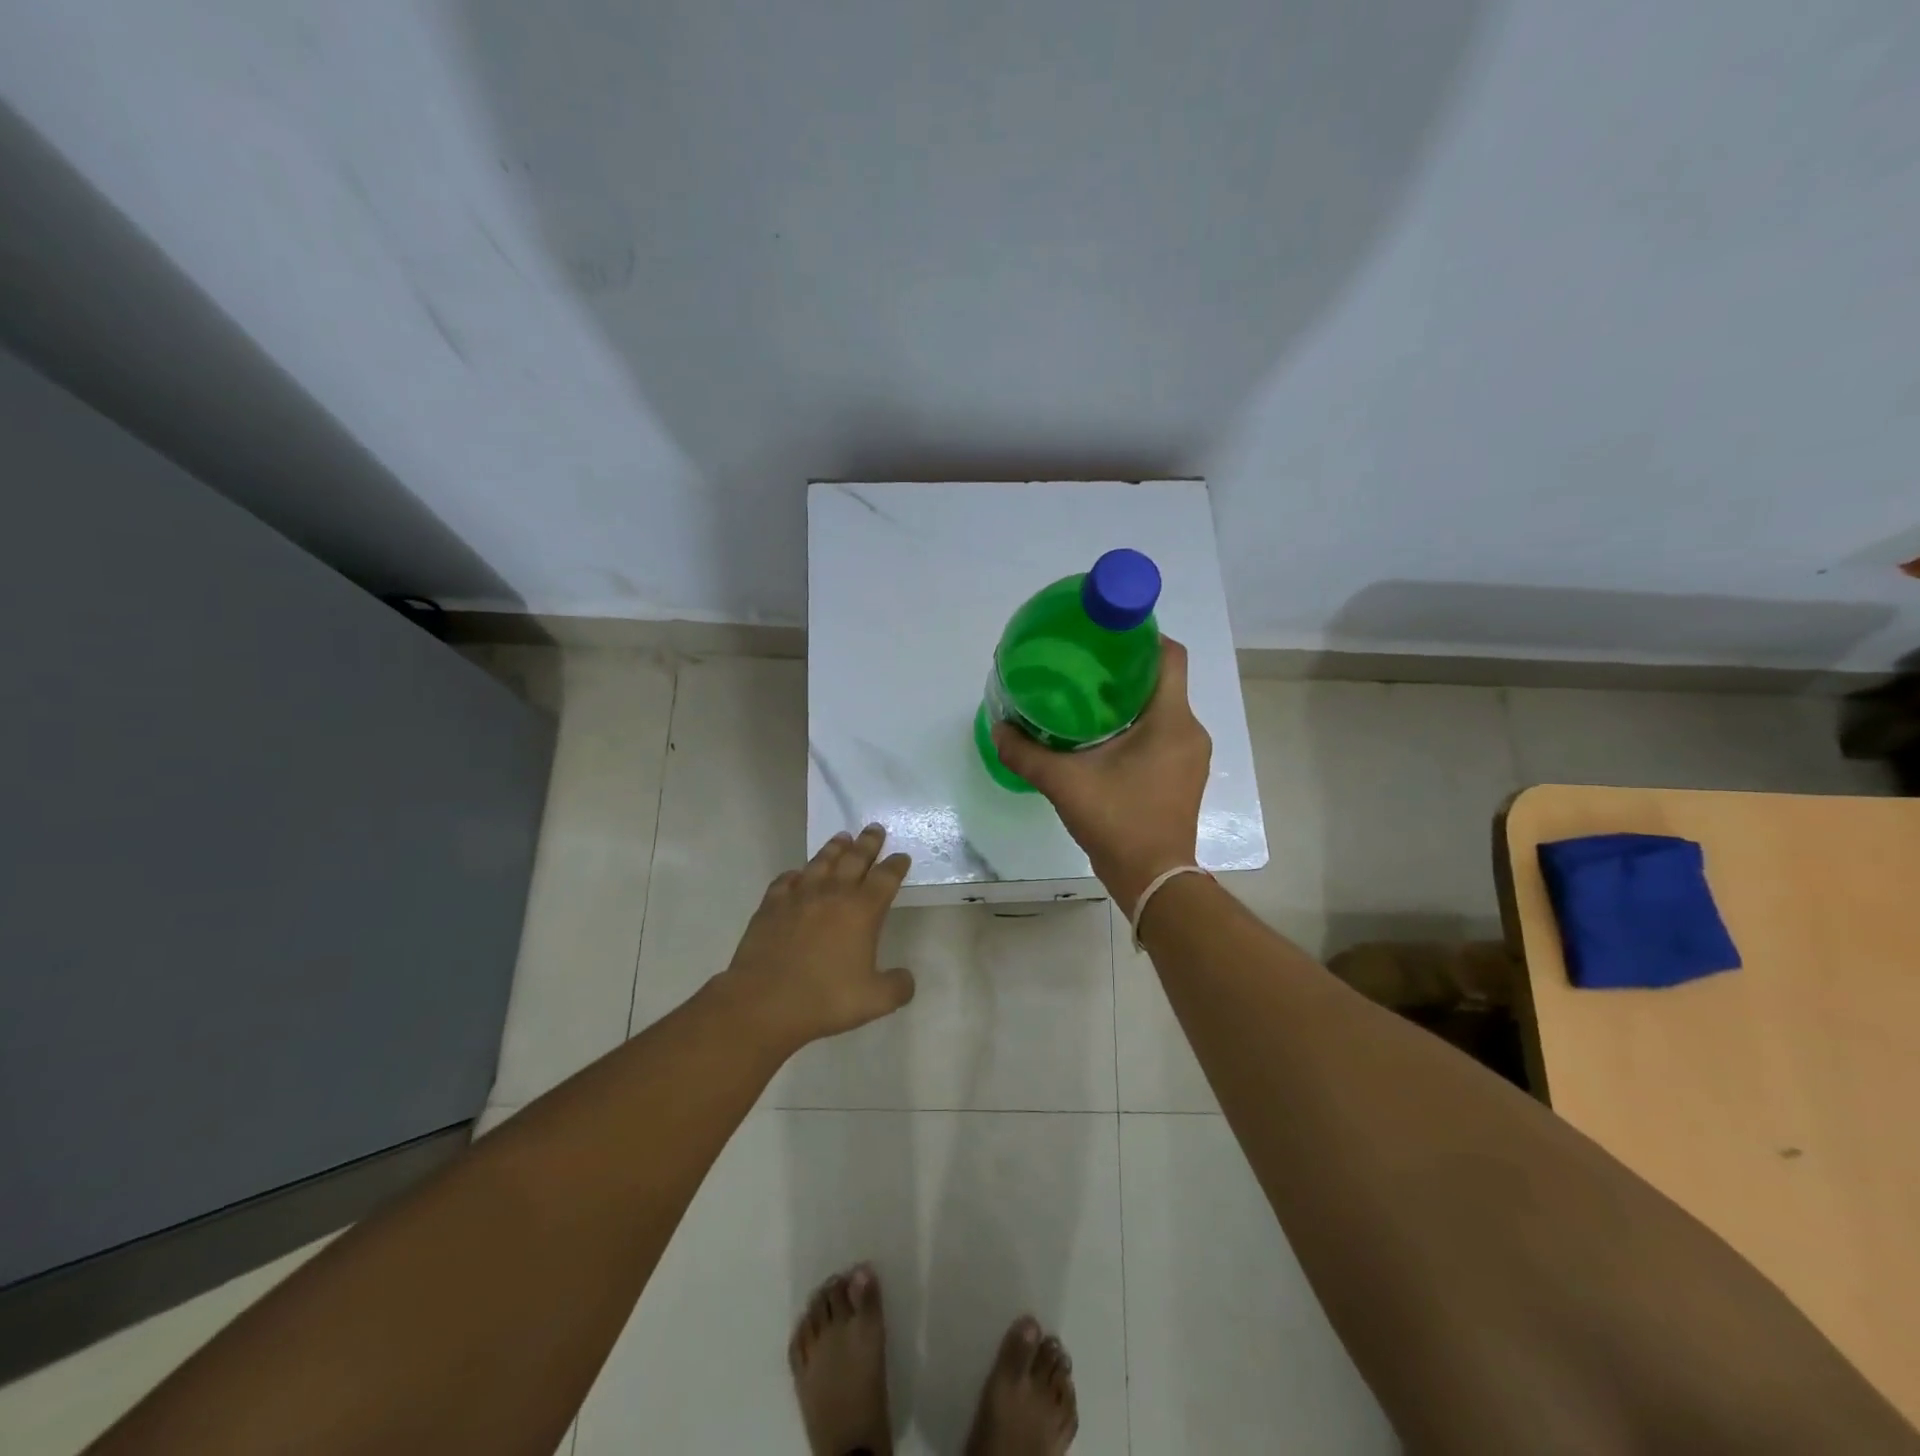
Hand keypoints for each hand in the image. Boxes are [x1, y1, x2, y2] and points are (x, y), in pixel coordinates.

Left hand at [711, 824, 916, 1054]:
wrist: (764, 1002)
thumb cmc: (825, 999)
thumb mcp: (875, 1000)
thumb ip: (897, 987)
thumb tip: (906, 978)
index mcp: (862, 911)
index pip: (886, 878)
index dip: (896, 865)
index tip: (901, 856)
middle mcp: (833, 894)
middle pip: (855, 859)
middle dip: (868, 843)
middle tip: (874, 828)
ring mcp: (799, 896)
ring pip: (821, 862)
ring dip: (834, 848)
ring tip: (842, 838)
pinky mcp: (771, 905)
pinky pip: (786, 880)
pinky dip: (796, 874)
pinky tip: (797, 875)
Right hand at [992, 635, 1210, 907]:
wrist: (1153, 879)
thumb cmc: (1118, 821)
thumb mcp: (1065, 783)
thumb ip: (1027, 754)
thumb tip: (997, 729)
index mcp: (1171, 720)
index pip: (1170, 656)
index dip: (1143, 636)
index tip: (1107, 634)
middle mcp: (1190, 731)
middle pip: (1163, 681)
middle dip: (1126, 669)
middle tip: (1084, 667)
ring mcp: (1190, 756)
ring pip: (1163, 709)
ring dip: (1130, 700)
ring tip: (1087, 699)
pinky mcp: (1183, 776)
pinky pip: (1164, 734)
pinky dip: (1137, 726)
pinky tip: (1103, 738)